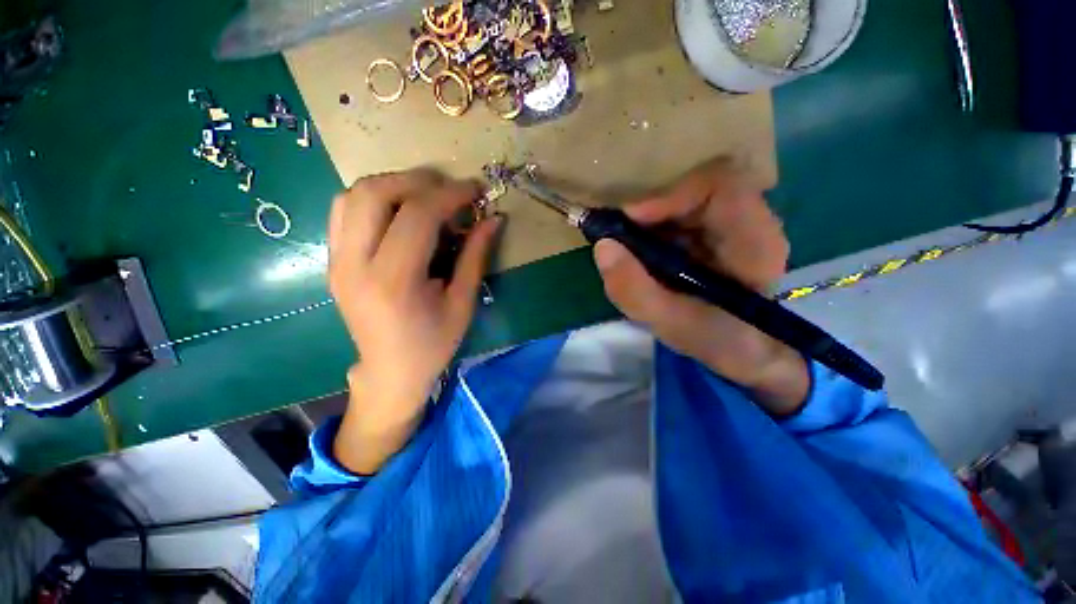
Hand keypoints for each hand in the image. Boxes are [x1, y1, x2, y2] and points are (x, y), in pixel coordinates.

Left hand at [328, 169, 500, 472]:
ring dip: (393, 185)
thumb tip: (493, 220)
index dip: (449, 195)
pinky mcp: (333, 262)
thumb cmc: (433, 344)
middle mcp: (355, 265)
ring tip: (425, 197)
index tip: (475, 189)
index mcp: (394, 282)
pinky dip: (374, 199)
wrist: (390, 371)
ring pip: (353, 196)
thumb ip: (475, 256)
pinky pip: (344, 211)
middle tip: (449, 190)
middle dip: (417, 181)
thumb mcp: (463, 303)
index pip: (417, 216)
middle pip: (374, 193)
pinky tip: (399, 212)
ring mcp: (337, 262)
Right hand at [593, 159, 809, 414]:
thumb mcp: (670, 324)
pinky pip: (682, 212)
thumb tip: (602, 246)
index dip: (670, 194)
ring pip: (686, 197)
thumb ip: (634, 290)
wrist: (744, 350)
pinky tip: (643, 251)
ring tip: (628, 245)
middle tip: (619, 234)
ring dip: (651, 218)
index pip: (719, 185)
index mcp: (754, 241)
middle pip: (697, 187)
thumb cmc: (717, 339)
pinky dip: (654, 226)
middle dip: (652, 208)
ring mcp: (735, 223)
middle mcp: (751, 221)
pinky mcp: (718, 231)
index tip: (630, 219)